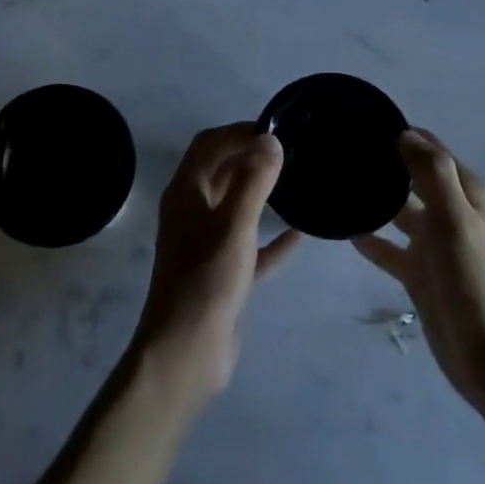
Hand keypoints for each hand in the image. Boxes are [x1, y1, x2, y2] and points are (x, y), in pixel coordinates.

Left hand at [129, 124, 300, 414]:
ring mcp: (205, 244)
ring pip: (234, 207)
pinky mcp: (221, 274)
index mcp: (185, 192)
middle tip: (290, 152)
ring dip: (259, 193)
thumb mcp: (234, 225)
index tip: (275, 129)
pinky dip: (270, 238)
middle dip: (249, 157)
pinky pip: (249, 246)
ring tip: (295, 182)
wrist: (186, 353)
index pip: (209, 145)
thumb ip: (253, 180)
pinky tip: (299, 234)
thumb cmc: (207, 280)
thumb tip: (270, 139)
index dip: (238, 131)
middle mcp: (191, 212)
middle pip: (220, 171)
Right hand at [353, 129, 484, 413]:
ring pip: (397, 209)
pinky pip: (388, 247)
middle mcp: (449, 210)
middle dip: (380, 162)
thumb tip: (404, 133)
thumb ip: (432, 173)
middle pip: (410, 175)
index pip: (428, 147)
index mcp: (464, 191)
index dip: (398, 133)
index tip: (357, 122)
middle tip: (335, 151)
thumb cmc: (475, 281)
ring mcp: (433, 243)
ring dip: (372, 198)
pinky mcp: (419, 272)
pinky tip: (342, 230)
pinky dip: (369, 237)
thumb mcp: (456, 220)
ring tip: (333, 184)